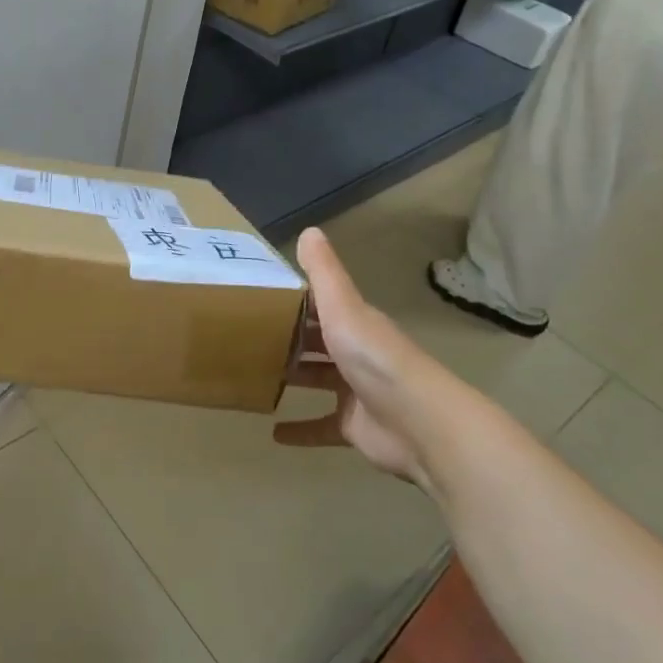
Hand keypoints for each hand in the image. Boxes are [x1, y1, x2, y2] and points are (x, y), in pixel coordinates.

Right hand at [271, 228, 440, 490]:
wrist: (420, 424)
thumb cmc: (375, 359)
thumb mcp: (344, 308)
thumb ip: (324, 273)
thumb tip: (309, 230)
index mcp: (353, 321)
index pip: (317, 304)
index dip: (290, 298)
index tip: (254, 295)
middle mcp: (354, 352)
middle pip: (315, 340)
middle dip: (286, 337)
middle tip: (243, 336)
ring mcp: (355, 391)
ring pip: (317, 379)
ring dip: (291, 378)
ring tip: (251, 374)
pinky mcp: (353, 426)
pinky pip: (321, 426)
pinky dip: (300, 429)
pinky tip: (273, 433)